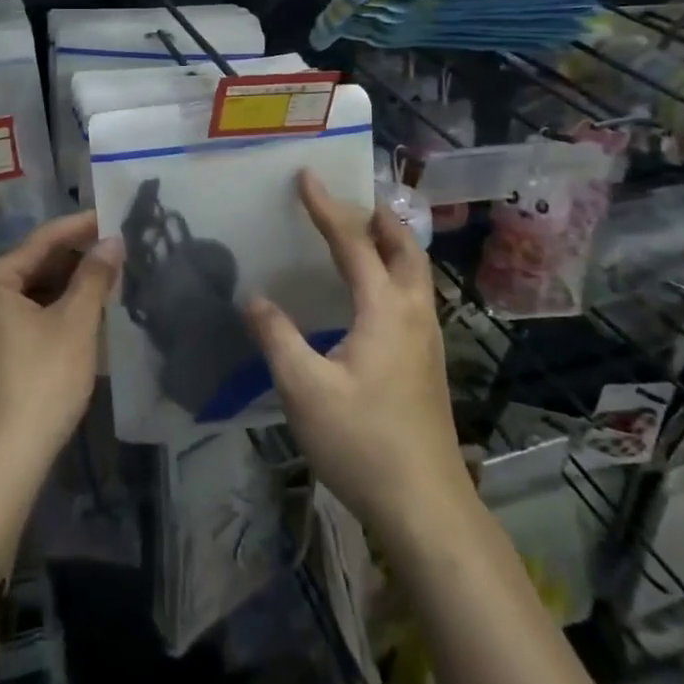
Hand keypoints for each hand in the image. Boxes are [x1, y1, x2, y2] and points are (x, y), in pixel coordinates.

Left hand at [0, 212, 121, 492]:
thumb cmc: (40, 383)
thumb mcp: (75, 324)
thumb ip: (94, 276)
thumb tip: (112, 241)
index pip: (40, 242)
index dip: (79, 228)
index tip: (109, 216)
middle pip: (27, 268)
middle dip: (70, 262)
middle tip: (111, 255)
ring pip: (20, 298)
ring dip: (59, 290)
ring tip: (99, 284)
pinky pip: (11, 321)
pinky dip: (42, 315)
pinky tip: (73, 318)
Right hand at [246, 173, 475, 541]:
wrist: (426, 506)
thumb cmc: (363, 442)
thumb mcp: (304, 390)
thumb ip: (277, 337)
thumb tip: (254, 298)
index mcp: (385, 309)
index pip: (352, 242)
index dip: (326, 207)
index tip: (307, 176)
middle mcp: (414, 313)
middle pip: (404, 248)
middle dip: (378, 216)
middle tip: (350, 198)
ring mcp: (428, 340)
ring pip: (416, 273)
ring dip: (391, 244)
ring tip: (364, 235)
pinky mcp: (429, 364)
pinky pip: (415, 296)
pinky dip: (396, 273)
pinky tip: (374, 297)